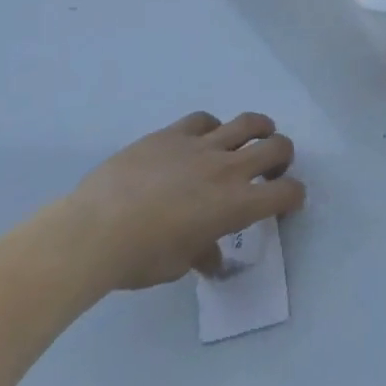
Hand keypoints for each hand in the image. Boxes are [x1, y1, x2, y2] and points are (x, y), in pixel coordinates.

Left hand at [61, 112, 304, 291]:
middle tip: (272, 169)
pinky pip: (203, 120)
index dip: (294, 197)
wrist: (91, 232)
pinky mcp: (172, 134)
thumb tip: (211, 257)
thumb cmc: (138, 258)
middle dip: (283, 157)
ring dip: (259, 130)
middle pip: (277, 147)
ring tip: (253, 138)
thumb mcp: (178, 265)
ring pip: (248, 122)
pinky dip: (211, 128)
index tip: (287, 203)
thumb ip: (203, 253)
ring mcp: (200, 146)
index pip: (286, 193)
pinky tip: (202, 139)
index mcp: (236, 205)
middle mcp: (228, 169)